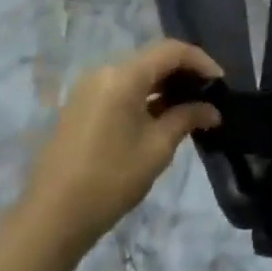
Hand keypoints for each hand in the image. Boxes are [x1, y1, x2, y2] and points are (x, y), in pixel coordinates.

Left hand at [18, 39, 223, 250]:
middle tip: (208, 95)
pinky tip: (160, 117)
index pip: (171, 51)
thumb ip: (187, 118)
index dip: (201, 61)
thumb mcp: (157, 148)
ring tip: (189, 107)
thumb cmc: (110, 179)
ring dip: (164, 86)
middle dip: (184, 73)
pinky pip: (120, 89)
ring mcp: (88, 89)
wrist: (50, 219)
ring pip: (137, 74)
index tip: (221, 83)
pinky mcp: (80, 107)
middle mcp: (104, 72)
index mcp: (123, 76)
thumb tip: (212, 110)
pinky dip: (144, 96)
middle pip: (153, 59)